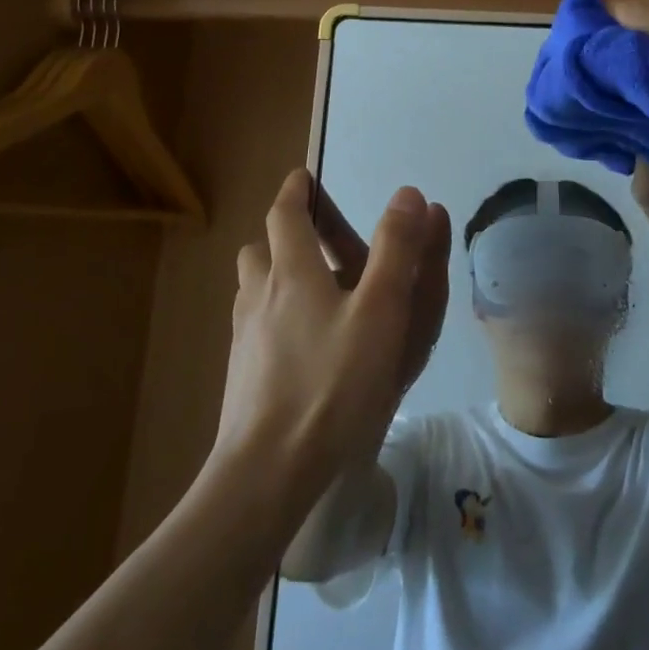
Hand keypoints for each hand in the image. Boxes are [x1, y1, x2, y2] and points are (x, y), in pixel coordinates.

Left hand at [212, 170, 450, 510]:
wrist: (268, 472)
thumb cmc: (332, 383)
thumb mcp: (380, 311)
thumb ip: (396, 250)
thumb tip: (407, 193)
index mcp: (290, 272)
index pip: (284, 213)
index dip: (295, 190)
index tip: (304, 177)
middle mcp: (259, 295)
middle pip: (260, 249)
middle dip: (284, 234)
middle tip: (317, 239)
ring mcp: (244, 338)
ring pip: (253, 289)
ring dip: (275, 275)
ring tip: (312, 291)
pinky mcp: (241, 374)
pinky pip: (255, 326)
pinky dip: (274, 316)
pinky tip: (302, 345)